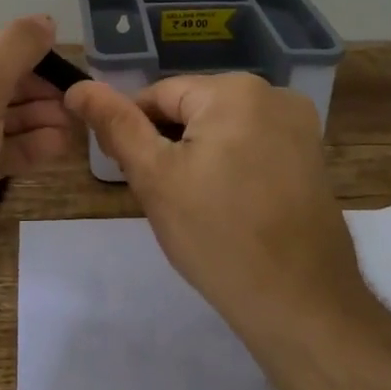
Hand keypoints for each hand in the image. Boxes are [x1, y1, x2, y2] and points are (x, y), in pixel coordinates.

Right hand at [65, 73, 365, 332]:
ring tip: (197, 208)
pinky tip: (229, 208)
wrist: (300, 302)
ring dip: (199, 158)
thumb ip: (116, 125)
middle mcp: (274, 94)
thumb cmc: (218, 236)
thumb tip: (78, 86)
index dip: (135, 133)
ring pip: (222, 129)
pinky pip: (252, 146)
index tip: (133, 176)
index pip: (158, 95)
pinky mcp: (312, 156)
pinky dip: (232, 168)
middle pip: (193, 109)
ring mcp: (300, 125)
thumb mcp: (155, 177)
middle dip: (170, 147)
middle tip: (166, 199)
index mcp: (234, 90)